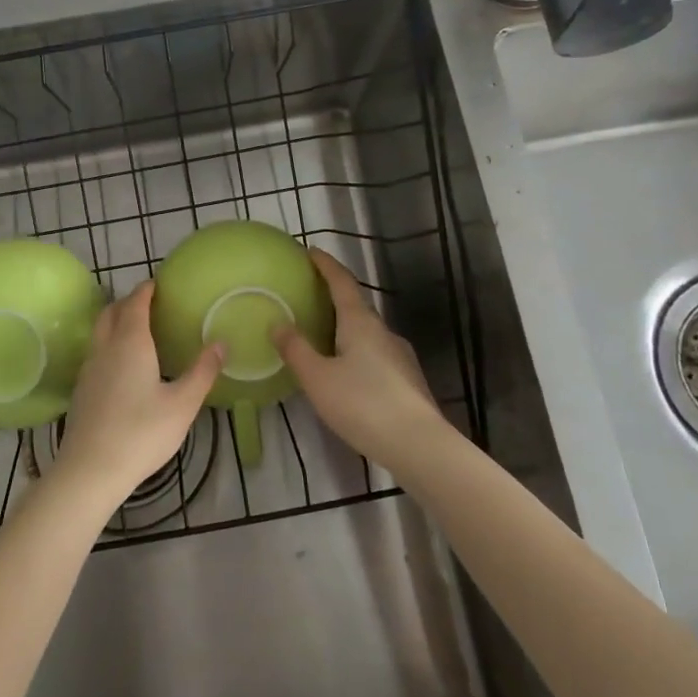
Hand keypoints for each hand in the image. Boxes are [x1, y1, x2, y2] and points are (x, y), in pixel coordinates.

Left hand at [53, 281, 223, 501]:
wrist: (90, 470)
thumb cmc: (141, 433)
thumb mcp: (182, 404)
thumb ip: (202, 372)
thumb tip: (220, 343)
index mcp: (131, 343)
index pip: (136, 303)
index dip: (146, 290)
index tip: (158, 284)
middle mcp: (105, 348)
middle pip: (112, 312)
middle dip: (129, 301)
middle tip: (149, 303)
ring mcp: (89, 369)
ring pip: (100, 331)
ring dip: (116, 321)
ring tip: (137, 329)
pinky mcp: (81, 389)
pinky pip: (95, 352)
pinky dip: (109, 343)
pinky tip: (122, 365)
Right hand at [276, 250, 448, 470]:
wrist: (420, 445)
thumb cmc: (363, 404)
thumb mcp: (318, 378)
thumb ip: (296, 350)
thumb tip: (278, 323)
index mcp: (361, 323)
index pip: (342, 283)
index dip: (326, 265)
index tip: (311, 251)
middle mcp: (383, 332)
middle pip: (356, 306)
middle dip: (333, 297)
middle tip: (309, 295)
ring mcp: (400, 356)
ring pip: (367, 333)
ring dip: (345, 327)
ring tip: (323, 336)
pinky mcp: (407, 380)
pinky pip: (375, 355)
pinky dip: (356, 351)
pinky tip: (347, 372)